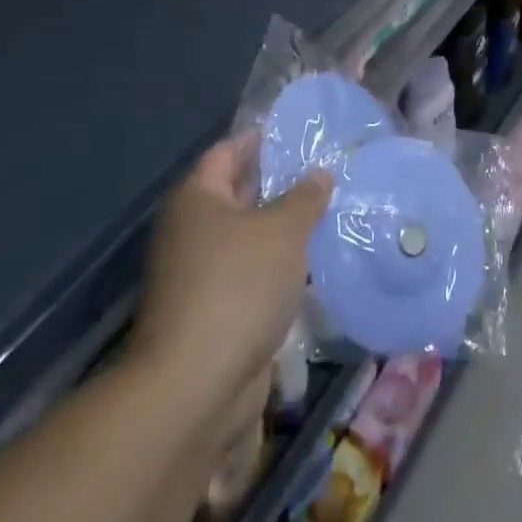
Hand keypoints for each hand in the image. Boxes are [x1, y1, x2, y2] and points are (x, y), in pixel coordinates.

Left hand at [131, 138, 331, 418]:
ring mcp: (198, 273)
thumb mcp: (283, 231)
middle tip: (327, 171)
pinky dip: (277, 266)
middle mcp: (191, 230)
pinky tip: (313, 262)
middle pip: (238, 192)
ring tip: (329, 212)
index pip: (229, 151)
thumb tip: (319, 174)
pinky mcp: (212, 311)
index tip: (303, 134)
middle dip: (280, 183)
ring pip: (247, 236)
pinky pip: (250, 273)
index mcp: (198, 198)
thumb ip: (305, 198)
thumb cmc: (238, 287)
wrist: (195, 387)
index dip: (263, 139)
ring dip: (282, 228)